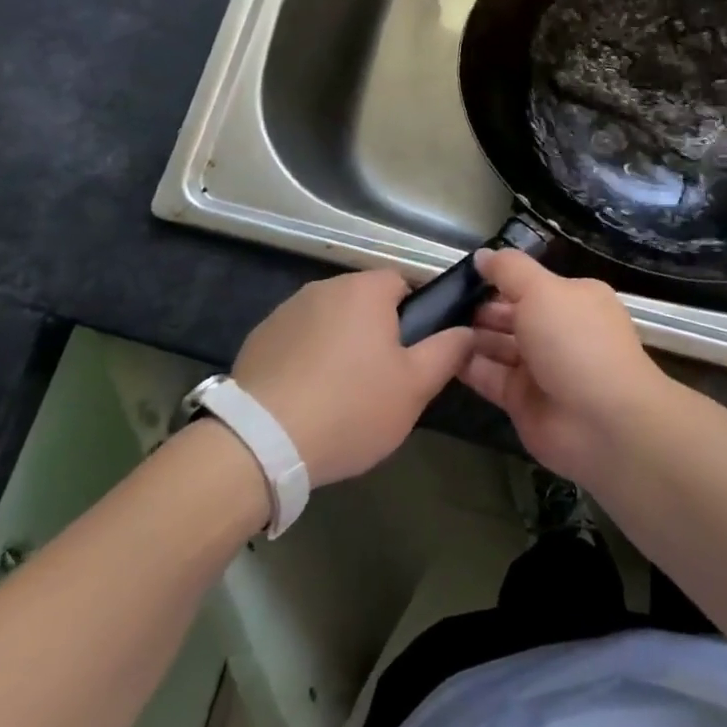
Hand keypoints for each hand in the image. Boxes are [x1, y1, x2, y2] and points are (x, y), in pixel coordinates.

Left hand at [233, 270, 471, 486]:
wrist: (261, 442)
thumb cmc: (351, 407)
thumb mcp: (415, 387)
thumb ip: (448, 351)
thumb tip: (467, 330)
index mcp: (365, 290)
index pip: (402, 283)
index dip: (414, 316)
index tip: (413, 355)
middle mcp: (324, 287)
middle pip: (364, 302)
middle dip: (376, 333)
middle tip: (382, 381)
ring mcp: (286, 311)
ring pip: (330, 322)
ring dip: (340, 345)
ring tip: (341, 396)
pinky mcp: (259, 338)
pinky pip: (298, 341)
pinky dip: (307, 360)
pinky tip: (306, 400)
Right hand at [458, 249, 670, 483]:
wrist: (602, 423)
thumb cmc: (575, 341)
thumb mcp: (542, 291)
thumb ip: (509, 270)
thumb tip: (483, 255)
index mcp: (573, 299)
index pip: (530, 284)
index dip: (498, 279)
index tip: (462, 275)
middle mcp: (558, 331)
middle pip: (512, 314)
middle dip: (479, 308)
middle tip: (439, 302)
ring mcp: (541, 368)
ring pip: (498, 346)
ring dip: (469, 336)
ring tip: (432, 325)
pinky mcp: (522, 401)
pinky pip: (489, 377)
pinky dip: (467, 366)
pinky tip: (439, 354)